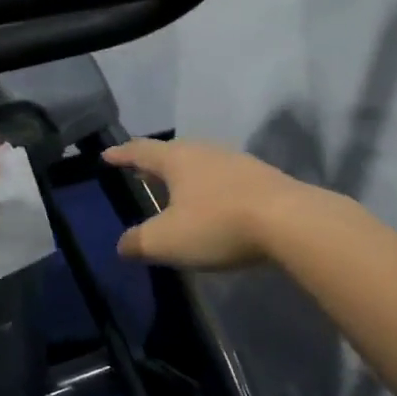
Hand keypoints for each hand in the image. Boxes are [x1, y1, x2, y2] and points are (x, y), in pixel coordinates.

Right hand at [101, 138, 303, 268]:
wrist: (290, 221)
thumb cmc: (217, 224)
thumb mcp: (166, 241)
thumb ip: (138, 242)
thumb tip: (122, 245)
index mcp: (176, 159)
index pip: (140, 151)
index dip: (121, 155)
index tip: (106, 155)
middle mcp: (204, 151)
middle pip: (172, 152)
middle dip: (154, 163)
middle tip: (140, 172)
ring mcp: (236, 161)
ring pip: (201, 163)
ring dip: (185, 175)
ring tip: (176, 189)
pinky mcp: (262, 178)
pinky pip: (224, 178)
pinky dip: (210, 188)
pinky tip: (213, 203)